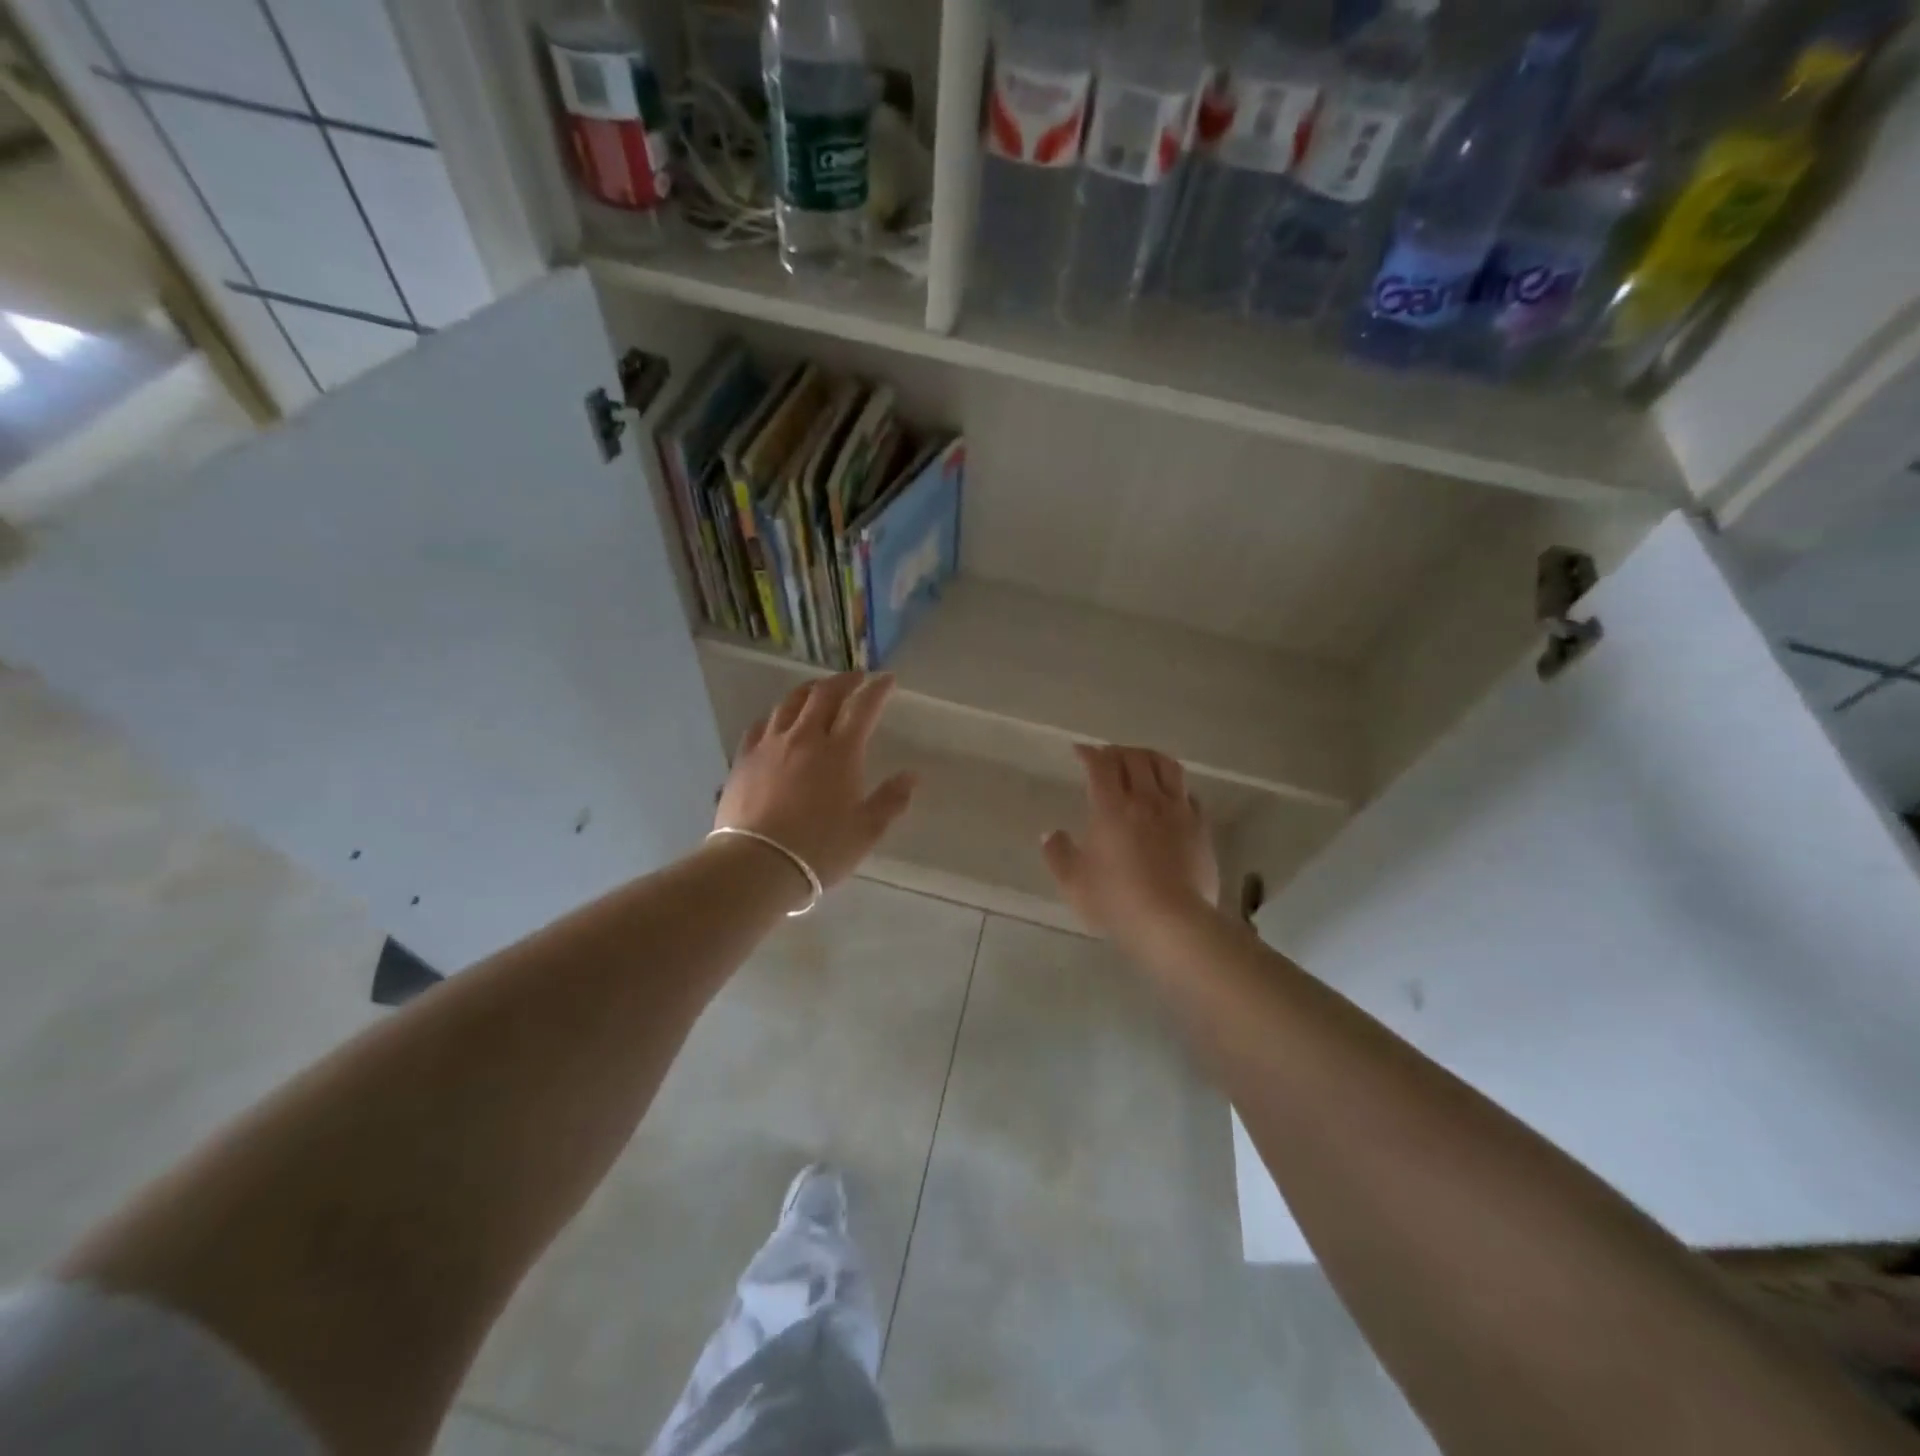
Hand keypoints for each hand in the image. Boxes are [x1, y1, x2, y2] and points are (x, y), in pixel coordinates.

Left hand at [715, 672, 916, 892]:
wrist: (757, 863)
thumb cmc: (820, 849)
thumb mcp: (866, 830)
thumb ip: (891, 800)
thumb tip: (911, 776)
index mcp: (840, 751)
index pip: (863, 707)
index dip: (878, 689)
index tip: (888, 679)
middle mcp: (805, 737)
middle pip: (825, 694)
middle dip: (844, 680)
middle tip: (857, 678)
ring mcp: (771, 745)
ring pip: (790, 702)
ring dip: (810, 689)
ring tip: (819, 689)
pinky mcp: (744, 758)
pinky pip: (762, 724)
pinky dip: (777, 714)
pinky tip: (779, 720)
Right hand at [1043, 744, 1220, 944]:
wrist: (1173, 923)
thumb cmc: (1117, 902)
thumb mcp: (1074, 884)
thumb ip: (1059, 855)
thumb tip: (1051, 834)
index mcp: (1111, 808)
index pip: (1100, 766)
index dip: (1089, 753)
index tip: (1080, 751)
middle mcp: (1146, 800)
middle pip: (1135, 758)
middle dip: (1117, 751)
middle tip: (1107, 756)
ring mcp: (1178, 812)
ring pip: (1167, 767)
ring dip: (1149, 757)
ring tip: (1140, 762)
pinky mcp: (1200, 828)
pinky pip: (1188, 794)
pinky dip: (1175, 786)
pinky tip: (1170, 795)